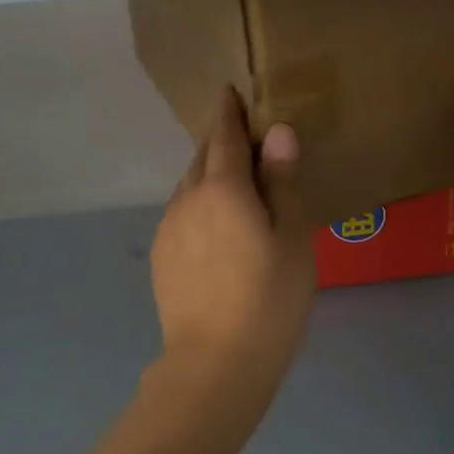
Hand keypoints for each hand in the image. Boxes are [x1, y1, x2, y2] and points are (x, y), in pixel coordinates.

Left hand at [150, 88, 315, 403]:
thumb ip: (282, 181)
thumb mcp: (291, 237)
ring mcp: (169, 227)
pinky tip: (215, 225)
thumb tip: (277, 132)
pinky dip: (199, 204)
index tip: (229, 91)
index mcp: (222, 187)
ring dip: (208, 174)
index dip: (228, 111)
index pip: (224, 135)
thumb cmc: (269, 298)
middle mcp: (188, 198)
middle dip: (220, 141)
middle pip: (203, 157)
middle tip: (243, 137)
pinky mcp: (162, 255)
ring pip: (189, 186)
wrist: (215, 363)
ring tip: (232, 182)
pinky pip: (182, 213)